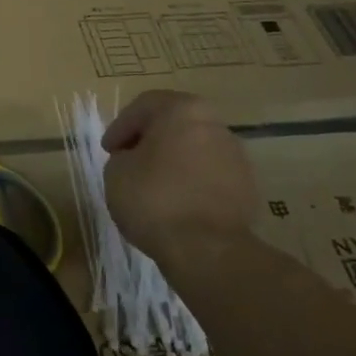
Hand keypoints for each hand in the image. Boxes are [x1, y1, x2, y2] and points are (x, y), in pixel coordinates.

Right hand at [102, 92, 258, 269]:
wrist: (208, 249)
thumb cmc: (154, 199)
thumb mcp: (116, 171)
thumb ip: (123, 155)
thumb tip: (136, 159)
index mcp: (183, 110)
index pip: (144, 106)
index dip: (120, 126)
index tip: (108, 150)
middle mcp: (215, 124)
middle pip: (174, 123)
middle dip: (149, 140)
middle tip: (128, 160)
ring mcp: (236, 156)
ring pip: (194, 148)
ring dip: (172, 160)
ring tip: (152, 184)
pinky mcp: (247, 186)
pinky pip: (209, 174)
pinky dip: (191, 181)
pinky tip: (175, 202)